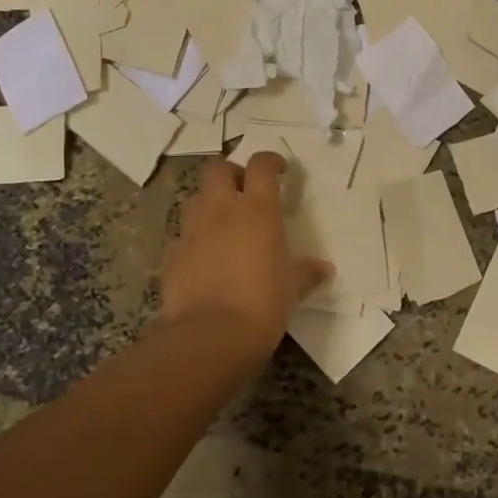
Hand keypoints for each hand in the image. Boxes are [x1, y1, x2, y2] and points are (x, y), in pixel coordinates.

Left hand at [161, 153, 330, 355]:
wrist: (212, 336)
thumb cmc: (264, 303)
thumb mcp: (294, 287)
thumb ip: (307, 272)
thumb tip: (325, 268)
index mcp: (258, 210)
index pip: (261, 165)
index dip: (270, 161)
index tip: (279, 169)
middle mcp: (222, 210)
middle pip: (218, 169)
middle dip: (230, 173)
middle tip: (244, 190)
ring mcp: (192, 231)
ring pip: (195, 199)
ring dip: (209, 204)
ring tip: (222, 224)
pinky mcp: (172, 256)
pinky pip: (181, 237)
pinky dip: (191, 240)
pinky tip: (201, 257)